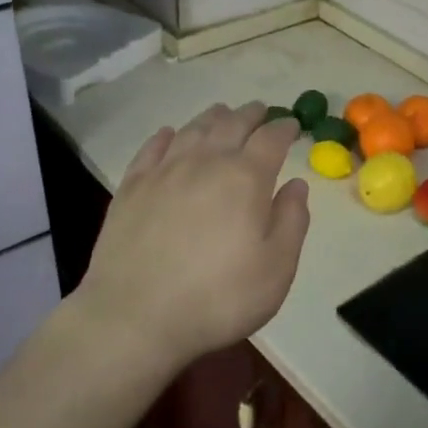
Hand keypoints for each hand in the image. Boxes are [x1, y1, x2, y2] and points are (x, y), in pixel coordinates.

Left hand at [71, 103, 310, 373]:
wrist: (135, 317)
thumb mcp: (276, 268)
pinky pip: (152, 149)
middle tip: (261, 110)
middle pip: (231, 125)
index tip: (292, 125)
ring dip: (212, 117)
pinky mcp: (131, 188)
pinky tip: (169, 134)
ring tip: (222, 113)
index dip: (284, 129)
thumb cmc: (218, 297)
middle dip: (250, 115)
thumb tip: (296, 184)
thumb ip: (292, 221)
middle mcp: (205, 163)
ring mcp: (164, 172)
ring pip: (192, 130)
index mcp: (245, 178)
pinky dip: (166, 136)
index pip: (270, 140)